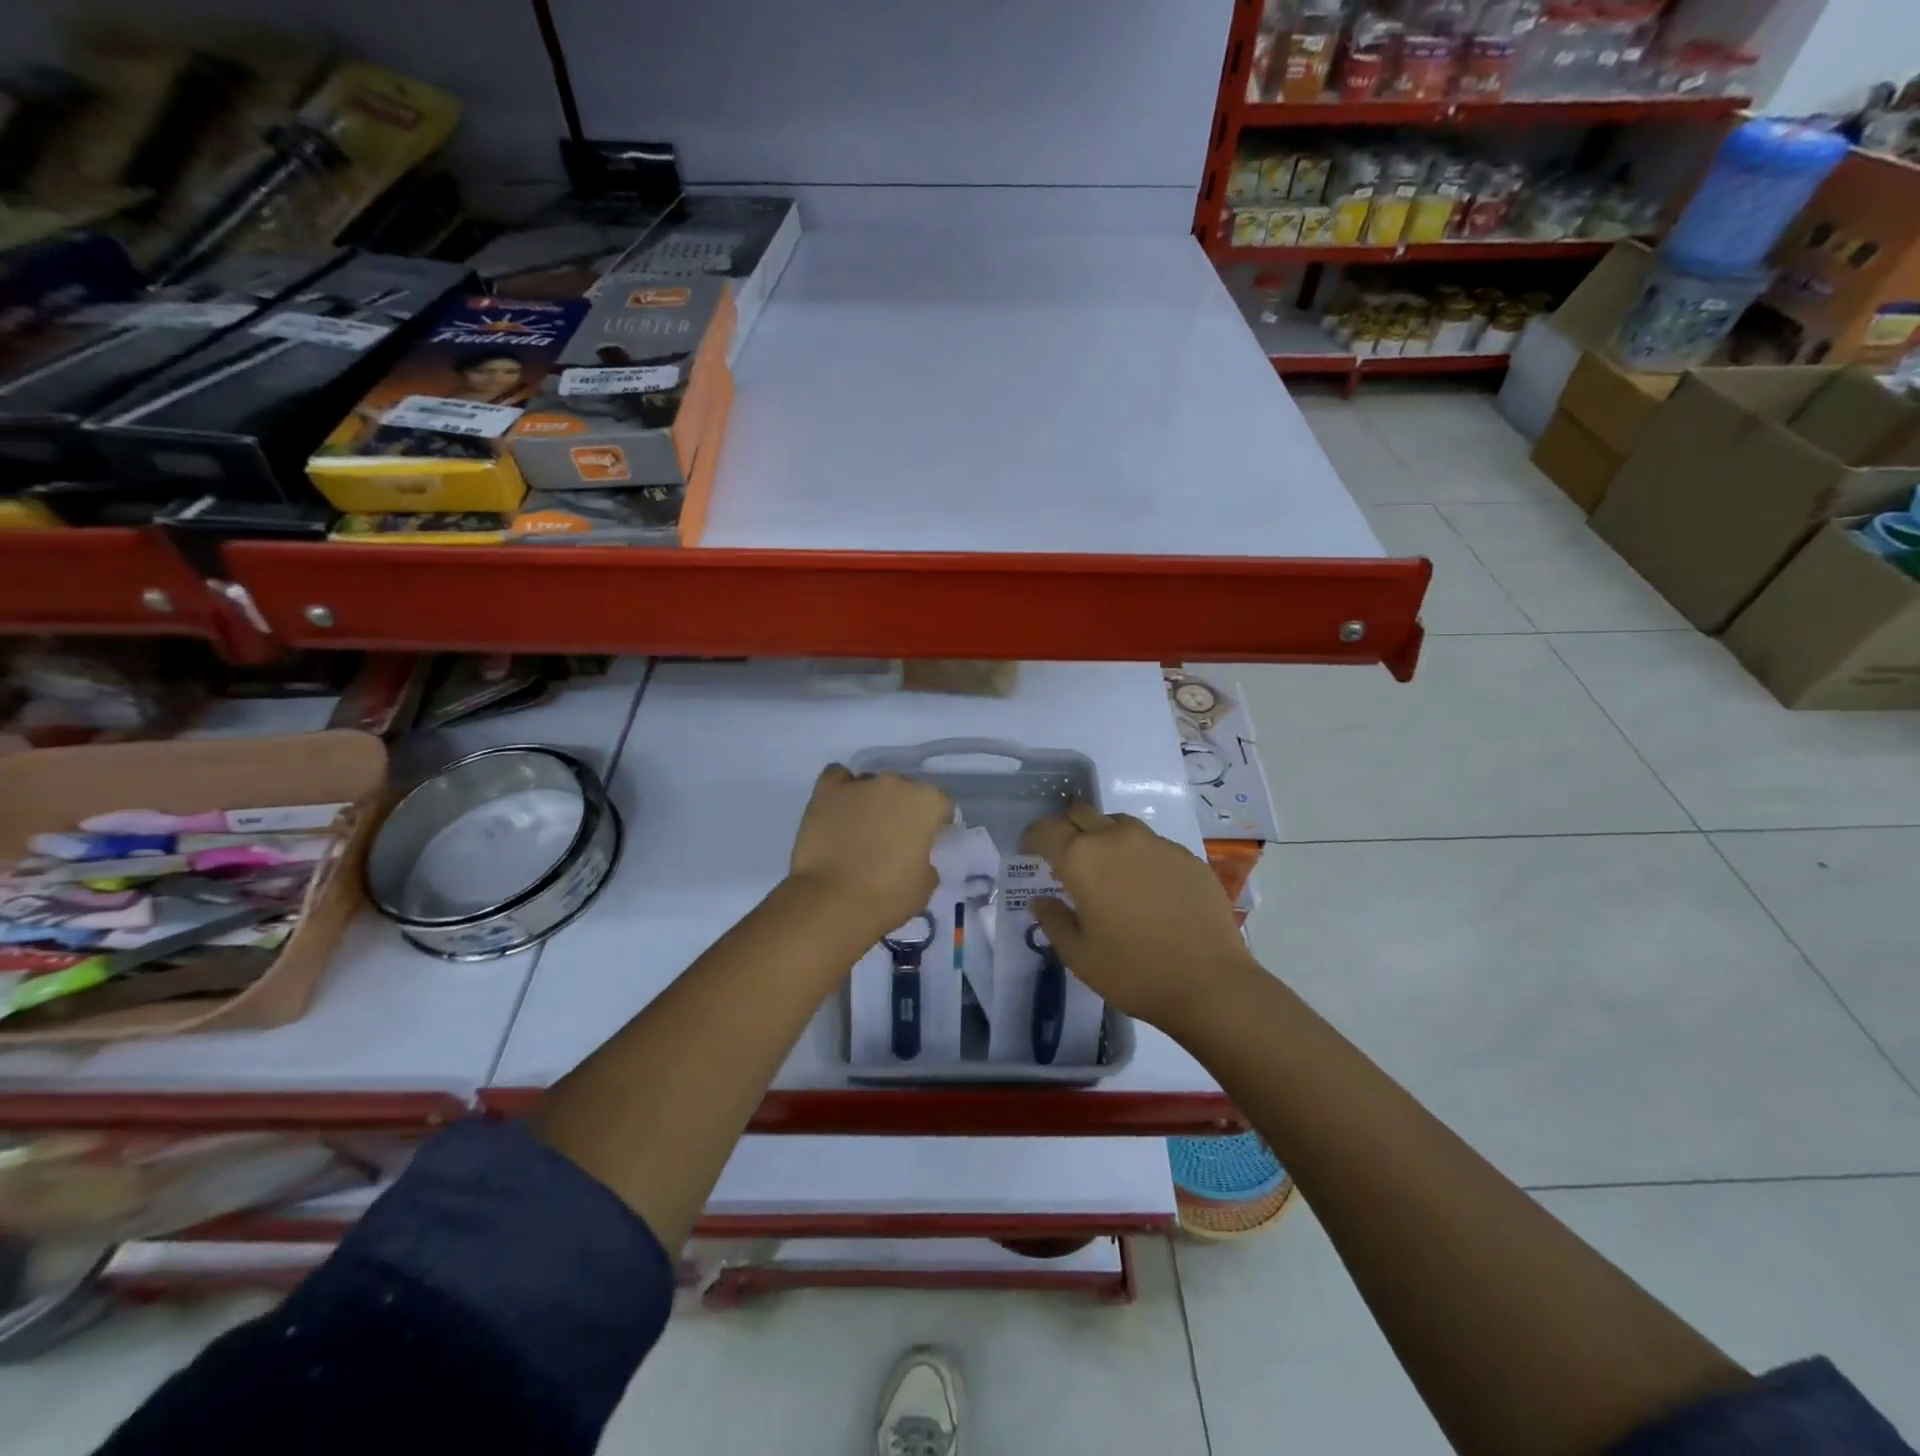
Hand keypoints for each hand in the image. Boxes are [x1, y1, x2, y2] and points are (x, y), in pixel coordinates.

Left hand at [788, 764, 952, 941]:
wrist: (832, 902)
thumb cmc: (887, 896)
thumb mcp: (925, 885)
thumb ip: (927, 861)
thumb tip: (916, 857)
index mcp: (926, 802)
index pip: (942, 804)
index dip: (937, 824)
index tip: (929, 844)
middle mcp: (895, 783)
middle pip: (905, 790)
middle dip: (903, 810)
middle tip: (895, 839)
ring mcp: (858, 784)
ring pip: (871, 784)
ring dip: (872, 802)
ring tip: (861, 830)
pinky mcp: (825, 792)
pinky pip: (837, 778)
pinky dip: (840, 791)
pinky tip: (839, 809)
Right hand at [1021, 802, 1256, 1034]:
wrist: (1210, 983)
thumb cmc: (1133, 971)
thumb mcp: (1079, 955)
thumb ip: (1053, 921)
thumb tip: (1041, 901)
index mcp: (1082, 858)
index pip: (1046, 829)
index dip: (1033, 837)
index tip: (1031, 852)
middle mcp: (1117, 838)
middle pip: (1082, 813)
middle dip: (1068, 829)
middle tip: (1067, 858)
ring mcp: (1156, 843)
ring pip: (1119, 824)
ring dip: (1105, 837)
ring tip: (1108, 870)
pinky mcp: (1187, 856)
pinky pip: (1152, 844)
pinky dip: (1139, 856)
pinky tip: (1147, 888)